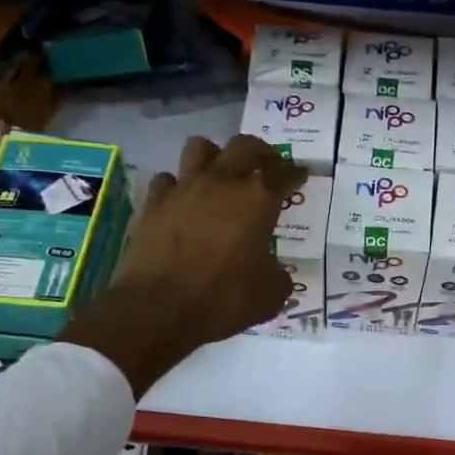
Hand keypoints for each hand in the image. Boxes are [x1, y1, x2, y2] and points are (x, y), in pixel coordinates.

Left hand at [60, 135, 304, 393]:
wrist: (157, 309)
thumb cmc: (222, 299)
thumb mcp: (269, 295)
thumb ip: (278, 274)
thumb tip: (275, 271)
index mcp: (258, 198)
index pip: (284, 173)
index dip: (296, 173)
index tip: (301, 175)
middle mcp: (222, 181)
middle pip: (245, 145)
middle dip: (261, 152)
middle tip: (267, 165)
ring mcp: (184, 187)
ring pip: (201, 147)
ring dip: (215, 156)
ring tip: (221, 173)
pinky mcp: (154, 202)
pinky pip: (168, 179)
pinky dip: (177, 185)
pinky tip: (182, 200)